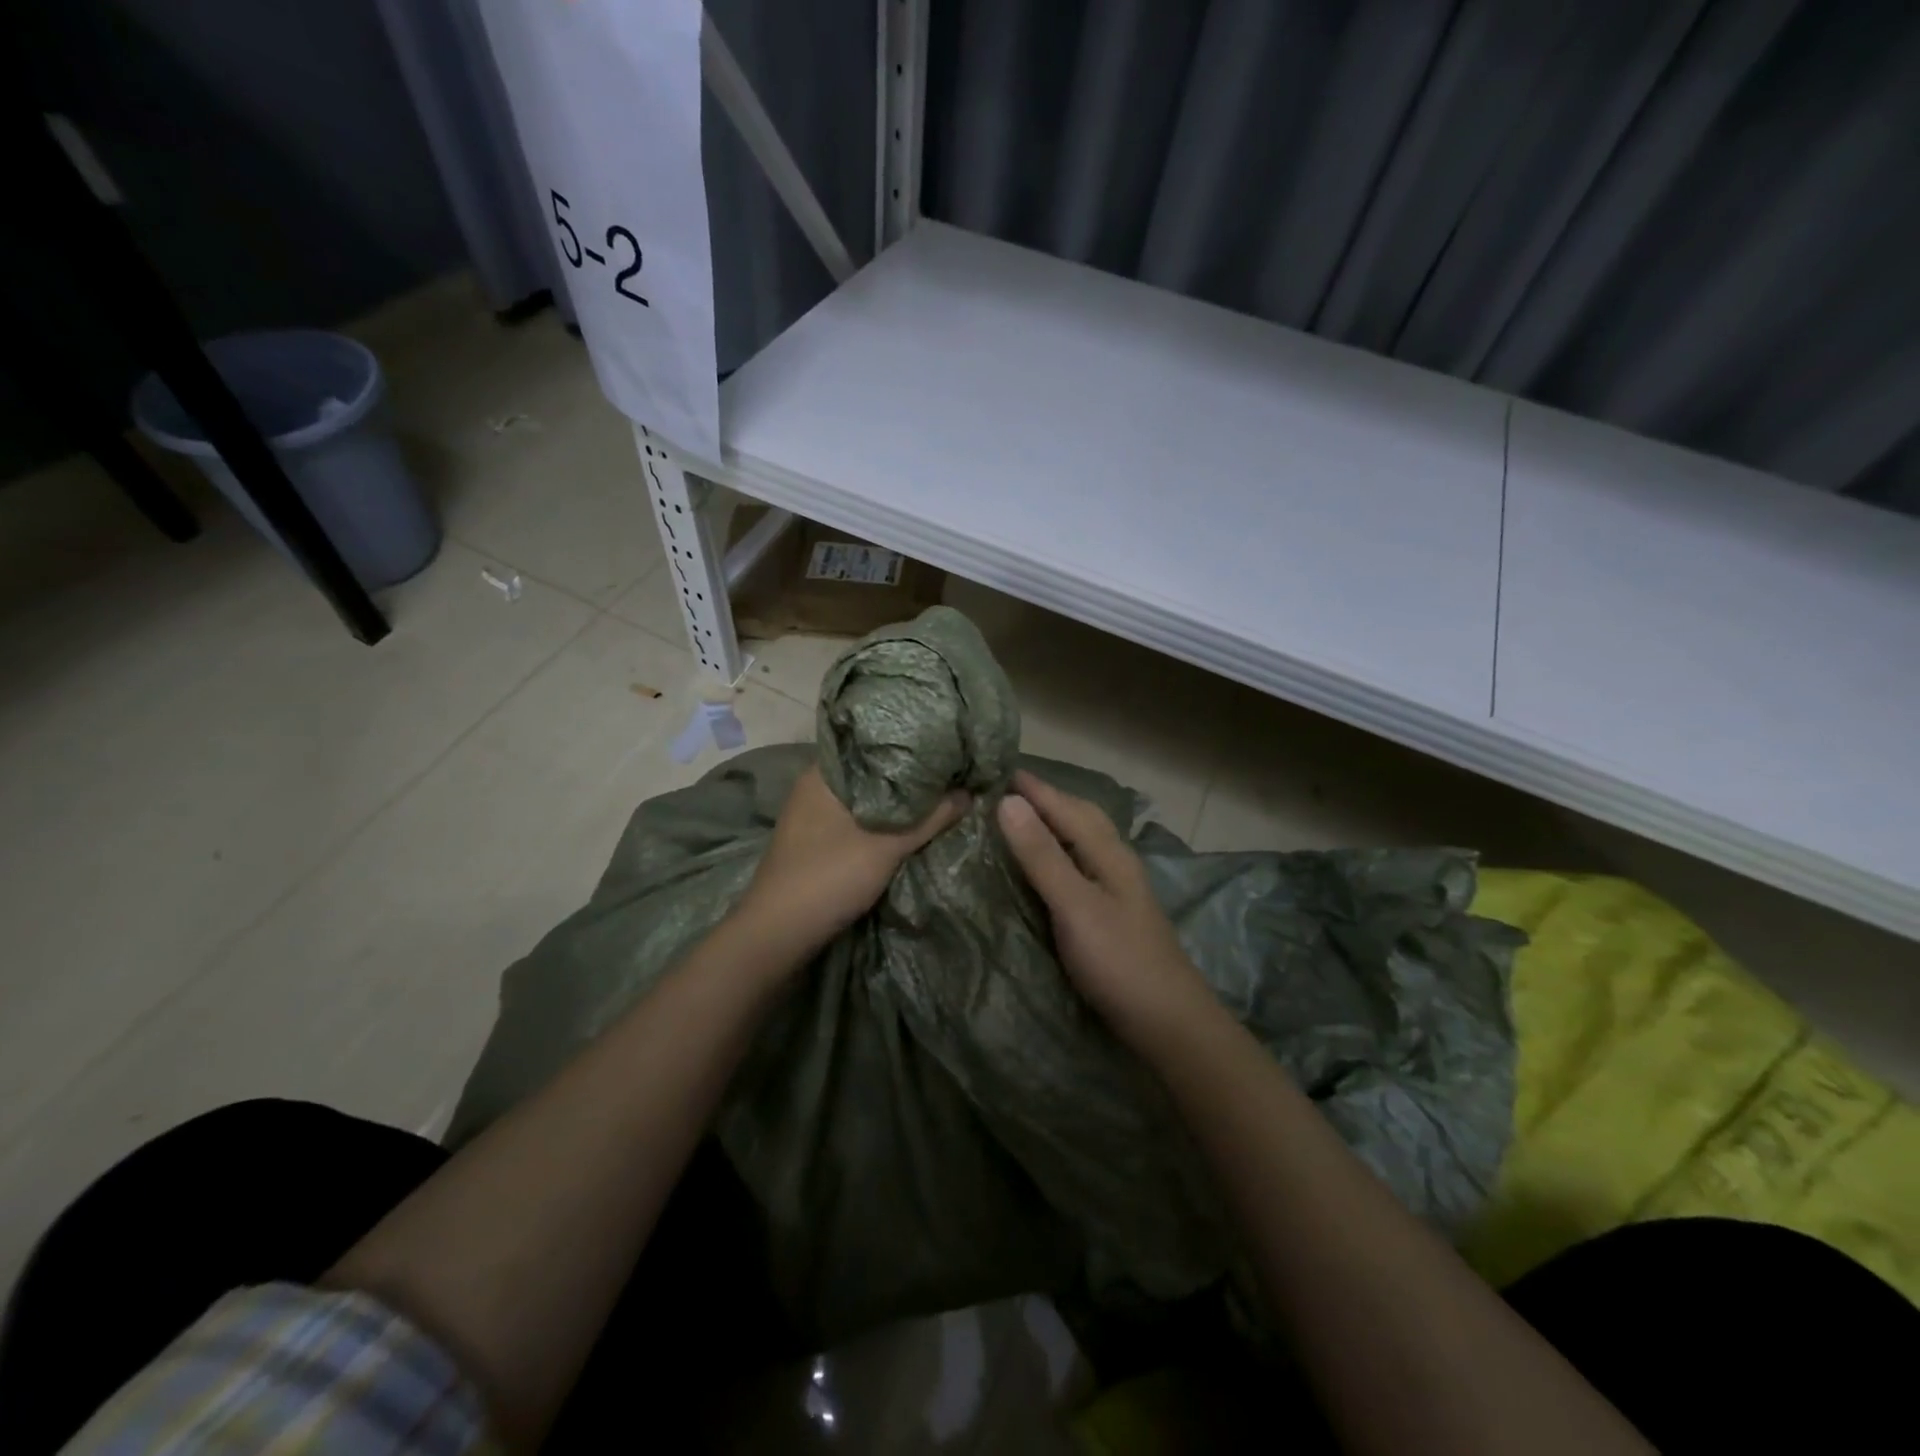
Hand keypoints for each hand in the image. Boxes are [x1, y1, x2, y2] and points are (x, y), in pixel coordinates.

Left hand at [733, 764, 968, 964]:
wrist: (778, 935)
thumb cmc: (828, 877)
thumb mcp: (887, 845)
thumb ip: (930, 817)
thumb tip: (968, 791)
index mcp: (824, 775)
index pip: (871, 743)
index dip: (909, 743)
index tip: (945, 742)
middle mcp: (816, 788)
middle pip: (871, 773)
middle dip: (908, 775)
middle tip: (950, 770)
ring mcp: (814, 817)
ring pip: (866, 800)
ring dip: (897, 802)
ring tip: (939, 793)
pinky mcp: (818, 843)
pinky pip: (858, 821)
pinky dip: (883, 822)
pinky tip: (911, 825)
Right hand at [996, 770, 1214, 1052]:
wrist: (1168, 1022)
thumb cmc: (1119, 961)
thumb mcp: (1075, 904)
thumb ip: (1042, 855)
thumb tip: (1008, 801)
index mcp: (1108, 852)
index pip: (1066, 806)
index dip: (1034, 788)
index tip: (998, 768)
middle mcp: (1116, 861)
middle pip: (1082, 816)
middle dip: (1048, 798)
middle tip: (1009, 790)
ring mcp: (1119, 888)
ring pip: (1085, 840)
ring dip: (1056, 823)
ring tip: (1022, 820)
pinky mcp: (1114, 912)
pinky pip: (1082, 864)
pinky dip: (1060, 852)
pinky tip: (1048, 866)